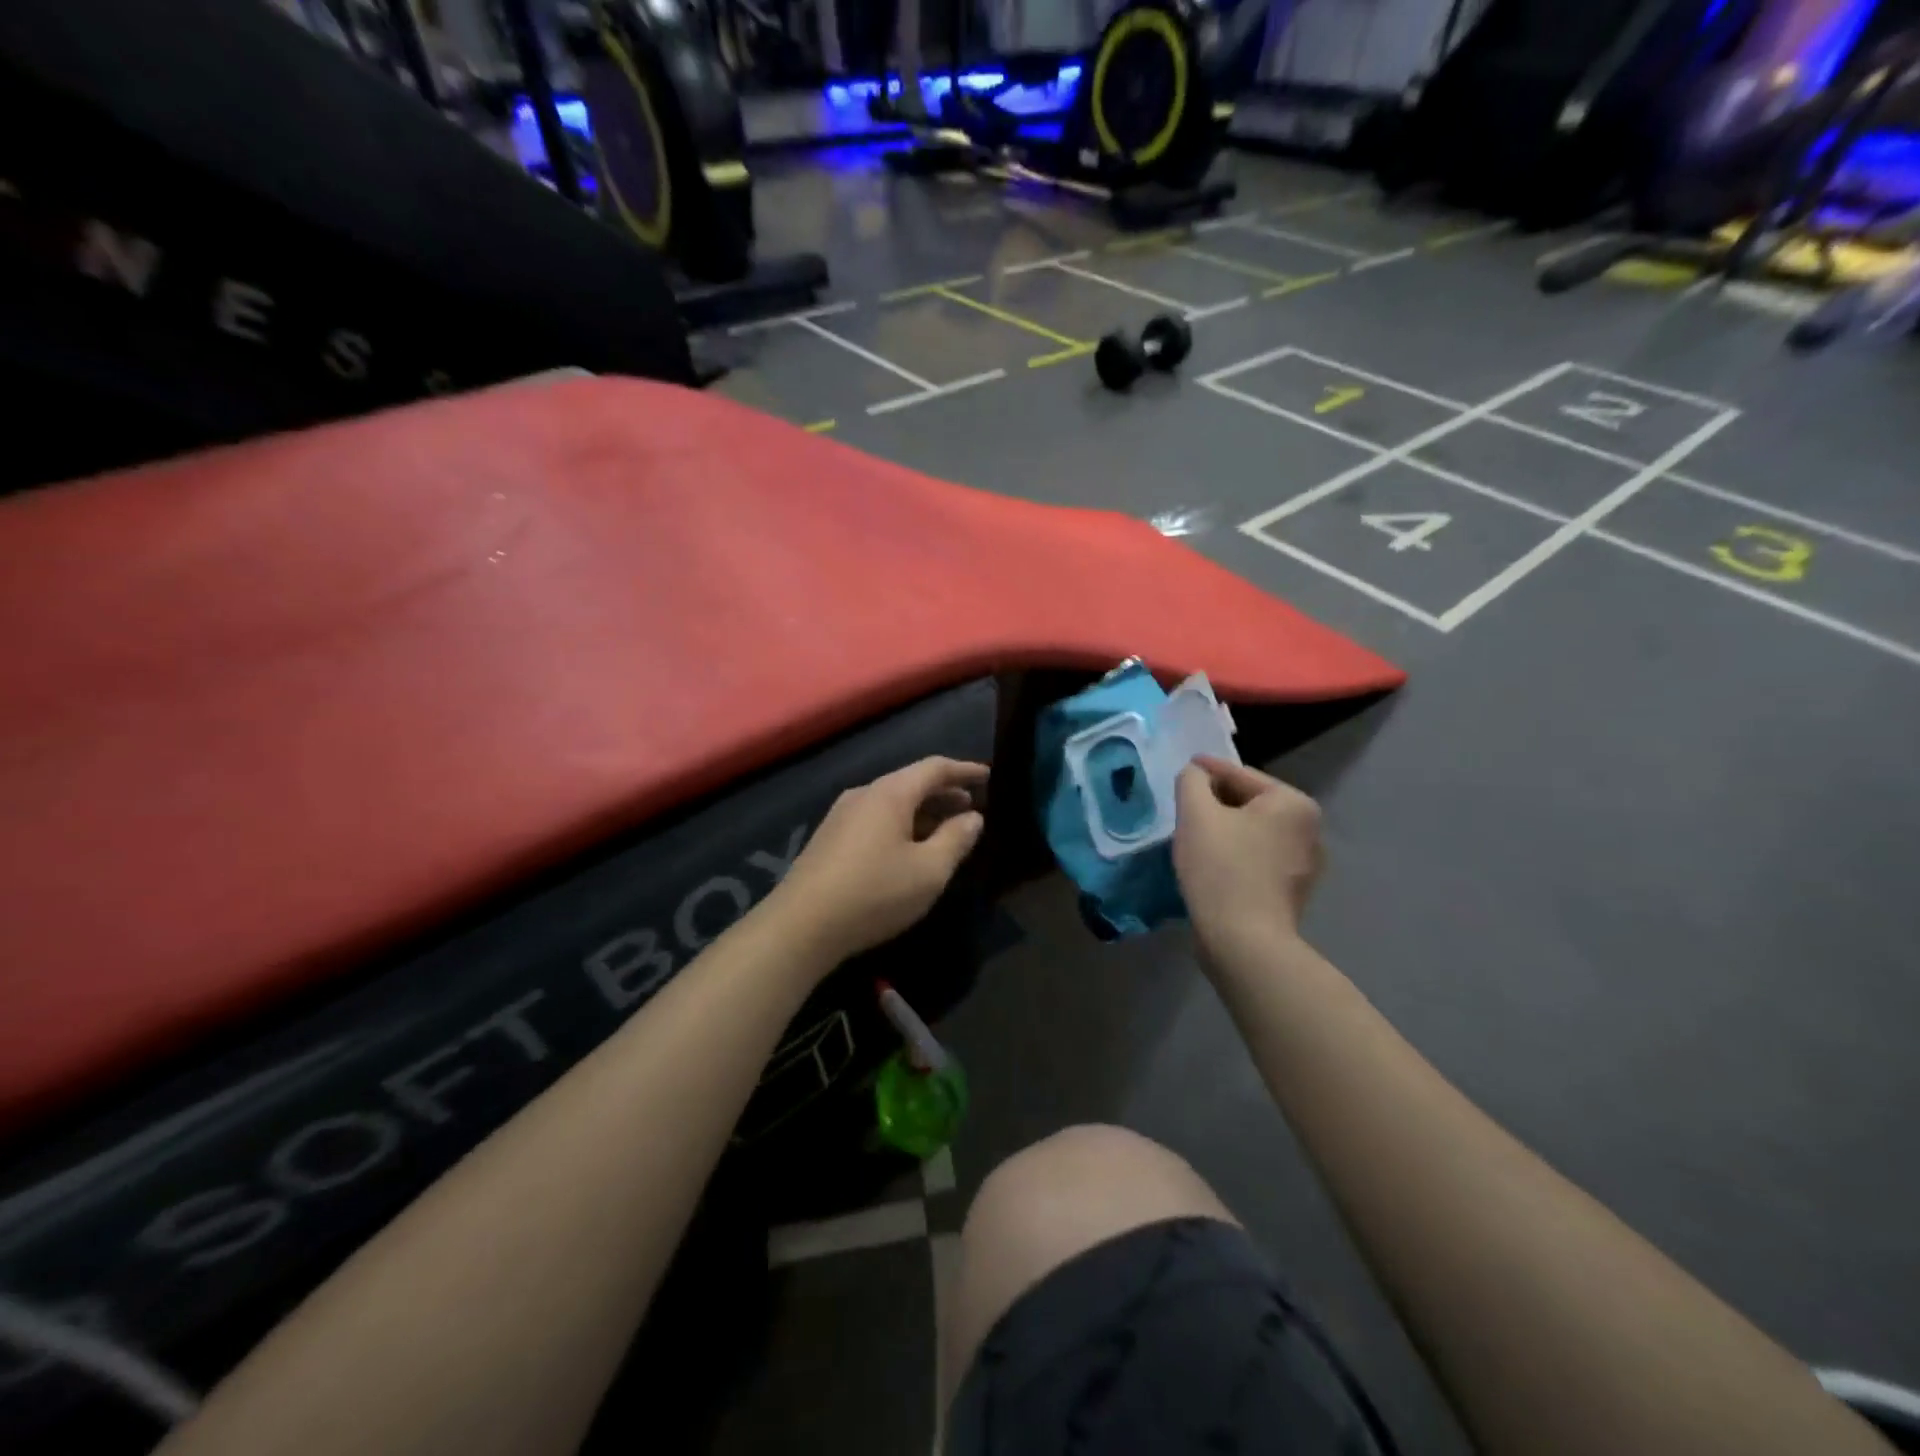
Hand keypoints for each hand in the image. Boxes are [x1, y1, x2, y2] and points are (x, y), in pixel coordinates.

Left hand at [769, 757, 989, 966]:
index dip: (964, 770)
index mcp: (890, 793)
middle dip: (944, 793)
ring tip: (946, 830)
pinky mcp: (829, 839)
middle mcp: (864, 794)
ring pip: (892, 803)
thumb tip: (973, 817)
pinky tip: (909, 849)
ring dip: (923, 812)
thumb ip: (956, 839)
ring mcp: (841, 816)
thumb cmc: (874, 893)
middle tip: (971, 808)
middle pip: (911, 782)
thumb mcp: (929, 871)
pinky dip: (902, 825)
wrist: (801, 926)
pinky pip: (876, 819)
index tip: (987, 776)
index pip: (934, 768)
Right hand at [1173, 756, 1322, 956]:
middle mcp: (1309, 829)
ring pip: (1253, 832)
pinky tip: (1212, 864)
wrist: (1244, 942)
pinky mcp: (1292, 891)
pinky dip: (1235, 853)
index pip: (1240, 775)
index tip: (1184, 768)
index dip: (1207, 770)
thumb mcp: (1196, 814)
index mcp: (1293, 803)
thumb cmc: (1221, 869)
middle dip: (1216, 803)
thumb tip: (1196, 773)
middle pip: (1249, 803)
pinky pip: (1257, 858)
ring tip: (1194, 836)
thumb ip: (1192, 781)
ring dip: (1225, 829)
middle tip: (1184, 807)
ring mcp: (1305, 863)